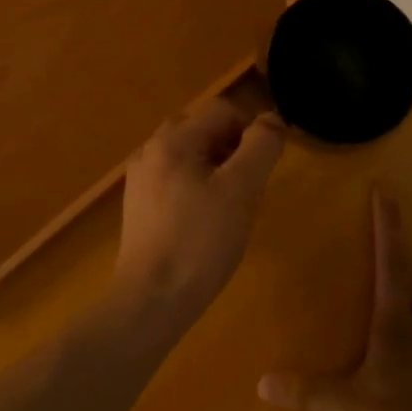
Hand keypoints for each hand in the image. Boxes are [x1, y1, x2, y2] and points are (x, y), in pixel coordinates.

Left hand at [115, 100, 285, 316]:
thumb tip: (272, 120)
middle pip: (203, 131)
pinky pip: (176, 182)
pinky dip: (198, 190)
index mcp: (173, 141)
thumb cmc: (200, 241)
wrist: (152, 299)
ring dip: (217, 171)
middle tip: (249, 188)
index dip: (251, 130)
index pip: (222, 111)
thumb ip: (260, 147)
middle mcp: (151, 152)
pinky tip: (206, 225)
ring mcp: (141, 181)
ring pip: (190, 158)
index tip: (265, 167)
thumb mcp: (241, 190)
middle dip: (233, 150)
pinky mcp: (139, 209)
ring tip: (231, 209)